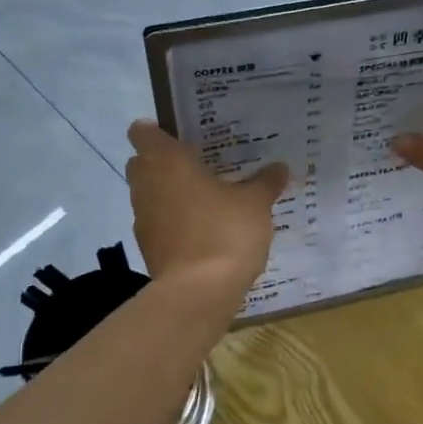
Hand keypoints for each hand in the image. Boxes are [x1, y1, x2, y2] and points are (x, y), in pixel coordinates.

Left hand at [125, 121, 288, 295]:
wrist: (198, 293)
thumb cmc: (224, 232)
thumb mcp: (255, 204)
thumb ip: (265, 182)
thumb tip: (279, 167)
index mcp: (166, 162)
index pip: (143, 132)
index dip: (158, 130)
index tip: (183, 134)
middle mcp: (147, 185)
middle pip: (143, 162)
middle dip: (164, 161)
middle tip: (200, 163)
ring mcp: (143, 218)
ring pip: (150, 193)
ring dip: (170, 193)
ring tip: (206, 197)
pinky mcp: (148, 247)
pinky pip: (158, 222)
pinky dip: (173, 221)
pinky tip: (202, 229)